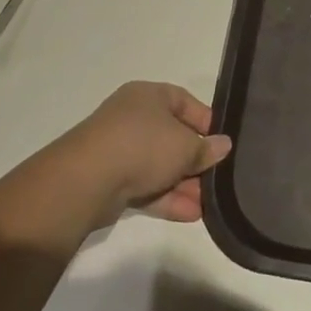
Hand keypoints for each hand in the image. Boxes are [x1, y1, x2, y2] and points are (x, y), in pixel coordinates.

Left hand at [52, 81, 231, 225]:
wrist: (87, 180)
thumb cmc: (143, 146)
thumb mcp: (185, 146)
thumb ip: (206, 148)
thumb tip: (223, 145)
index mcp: (149, 96)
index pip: (184, 102)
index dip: (206, 122)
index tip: (222, 143)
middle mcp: (133, 117)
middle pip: (172, 137)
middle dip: (196, 161)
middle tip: (217, 179)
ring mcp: (119, 149)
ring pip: (159, 165)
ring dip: (184, 184)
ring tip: (208, 204)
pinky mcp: (111, 179)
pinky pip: (146, 185)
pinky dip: (167, 197)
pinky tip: (191, 214)